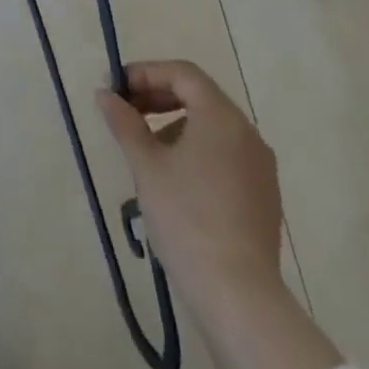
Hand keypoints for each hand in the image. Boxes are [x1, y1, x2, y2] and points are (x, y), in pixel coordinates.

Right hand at [94, 59, 282, 311]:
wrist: (238, 295)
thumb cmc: (186, 217)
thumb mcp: (146, 165)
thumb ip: (124, 122)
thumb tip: (105, 94)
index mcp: (222, 117)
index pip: (182, 73)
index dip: (145, 73)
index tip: (116, 89)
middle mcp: (248, 133)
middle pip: (199, 96)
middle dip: (158, 97)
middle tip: (125, 111)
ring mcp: (260, 167)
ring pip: (212, 126)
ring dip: (174, 124)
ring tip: (144, 149)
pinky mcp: (264, 196)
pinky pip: (225, 153)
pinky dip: (196, 149)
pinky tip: (174, 178)